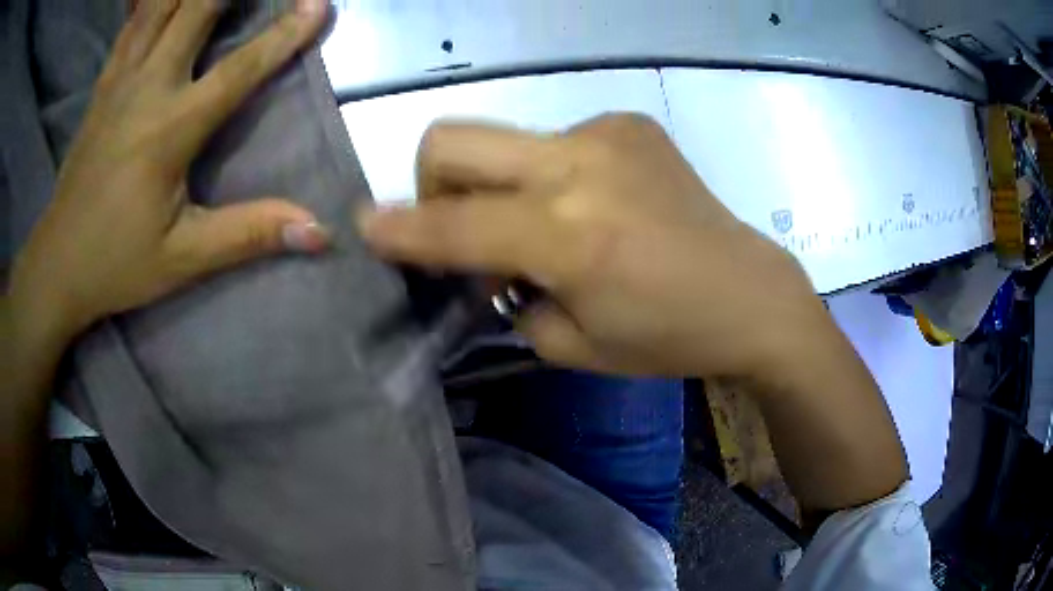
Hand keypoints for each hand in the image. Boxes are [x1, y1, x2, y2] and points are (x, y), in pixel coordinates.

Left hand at [9, 0, 329, 343]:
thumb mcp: (183, 258)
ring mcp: (119, 82)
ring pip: (159, 6)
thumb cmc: (116, 263)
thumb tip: (317, 231)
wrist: (57, 265)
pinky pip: (131, 25)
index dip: (284, 34)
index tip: (319, 4)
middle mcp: (146, 89)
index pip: (239, 69)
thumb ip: (248, 235)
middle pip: (195, 9)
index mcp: (170, 129)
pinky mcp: (102, 87)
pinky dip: (151, 1)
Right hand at [358, 114, 829, 378]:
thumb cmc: (667, 336)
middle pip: (454, 138)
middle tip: (458, 221)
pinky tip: (596, 204)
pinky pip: (557, 141)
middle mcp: (580, 166)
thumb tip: (483, 263)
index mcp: (569, 236)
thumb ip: (510, 296)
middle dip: (432, 180)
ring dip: (499, 182)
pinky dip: (551, 174)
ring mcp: (607, 133)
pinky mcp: (629, 122)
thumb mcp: (574, 344)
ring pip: (504, 138)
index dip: (399, 229)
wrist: (750, 292)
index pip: (452, 225)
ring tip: (546, 224)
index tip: (365, 226)